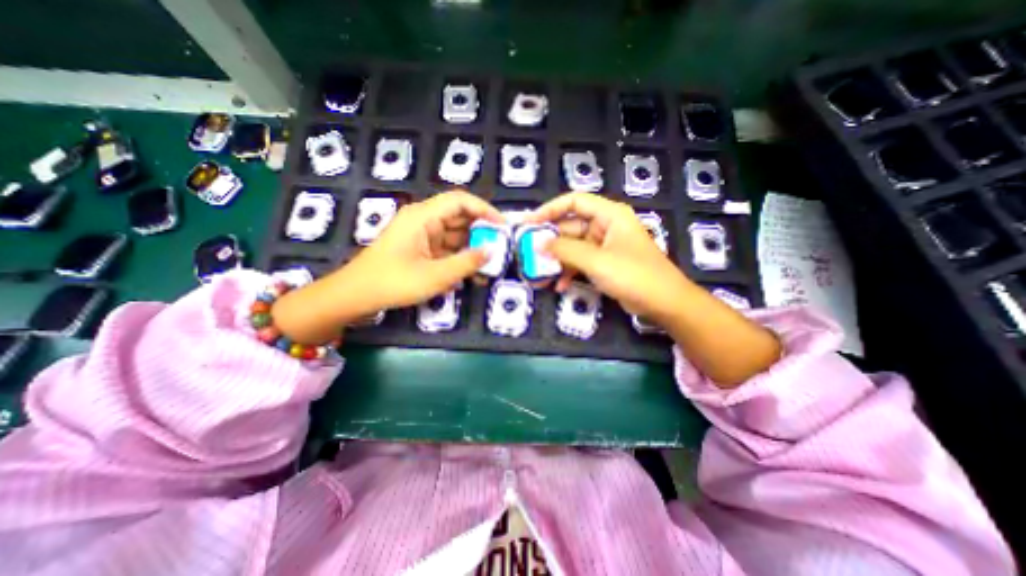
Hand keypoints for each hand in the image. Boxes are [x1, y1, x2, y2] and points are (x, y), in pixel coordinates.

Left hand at [345, 191, 503, 310]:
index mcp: (423, 216)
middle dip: (481, 232)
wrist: (356, 297)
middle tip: (501, 248)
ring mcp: (421, 236)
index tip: (502, 225)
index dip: (484, 209)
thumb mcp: (436, 275)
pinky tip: (473, 276)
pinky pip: (446, 250)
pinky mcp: (420, 250)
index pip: (460, 201)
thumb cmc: (394, 282)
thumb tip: (492, 251)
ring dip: (472, 249)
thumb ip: (467, 262)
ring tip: (491, 266)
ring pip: (454, 236)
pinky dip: (459, 259)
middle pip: (459, 218)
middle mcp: (423, 221)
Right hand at [528, 192, 689, 318]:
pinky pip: (581, 262)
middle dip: (550, 242)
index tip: (529, 223)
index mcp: (609, 215)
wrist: (665, 304)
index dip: (549, 210)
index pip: (574, 202)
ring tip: (540, 275)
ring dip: (557, 261)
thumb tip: (538, 244)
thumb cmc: (634, 275)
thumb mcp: (597, 261)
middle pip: (571, 227)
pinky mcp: (604, 264)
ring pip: (573, 247)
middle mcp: (606, 226)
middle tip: (529, 254)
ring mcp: (605, 246)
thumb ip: (566, 250)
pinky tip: (560, 286)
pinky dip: (569, 272)